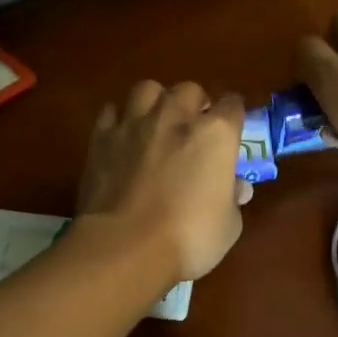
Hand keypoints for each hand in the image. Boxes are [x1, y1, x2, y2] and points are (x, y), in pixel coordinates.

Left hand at [78, 81, 252, 280]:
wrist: (125, 247)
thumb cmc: (189, 238)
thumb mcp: (229, 225)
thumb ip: (232, 198)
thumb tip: (236, 188)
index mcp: (215, 134)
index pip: (232, 105)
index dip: (233, 117)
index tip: (232, 133)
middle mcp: (176, 117)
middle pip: (190, 90)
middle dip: (195, 105)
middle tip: (193, 129)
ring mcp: (135, 124)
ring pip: (148, 89)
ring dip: (156, 102)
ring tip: (156, 124)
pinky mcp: (102, 138)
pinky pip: (112, 111)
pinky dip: (120, 119)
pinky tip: (123, 138)